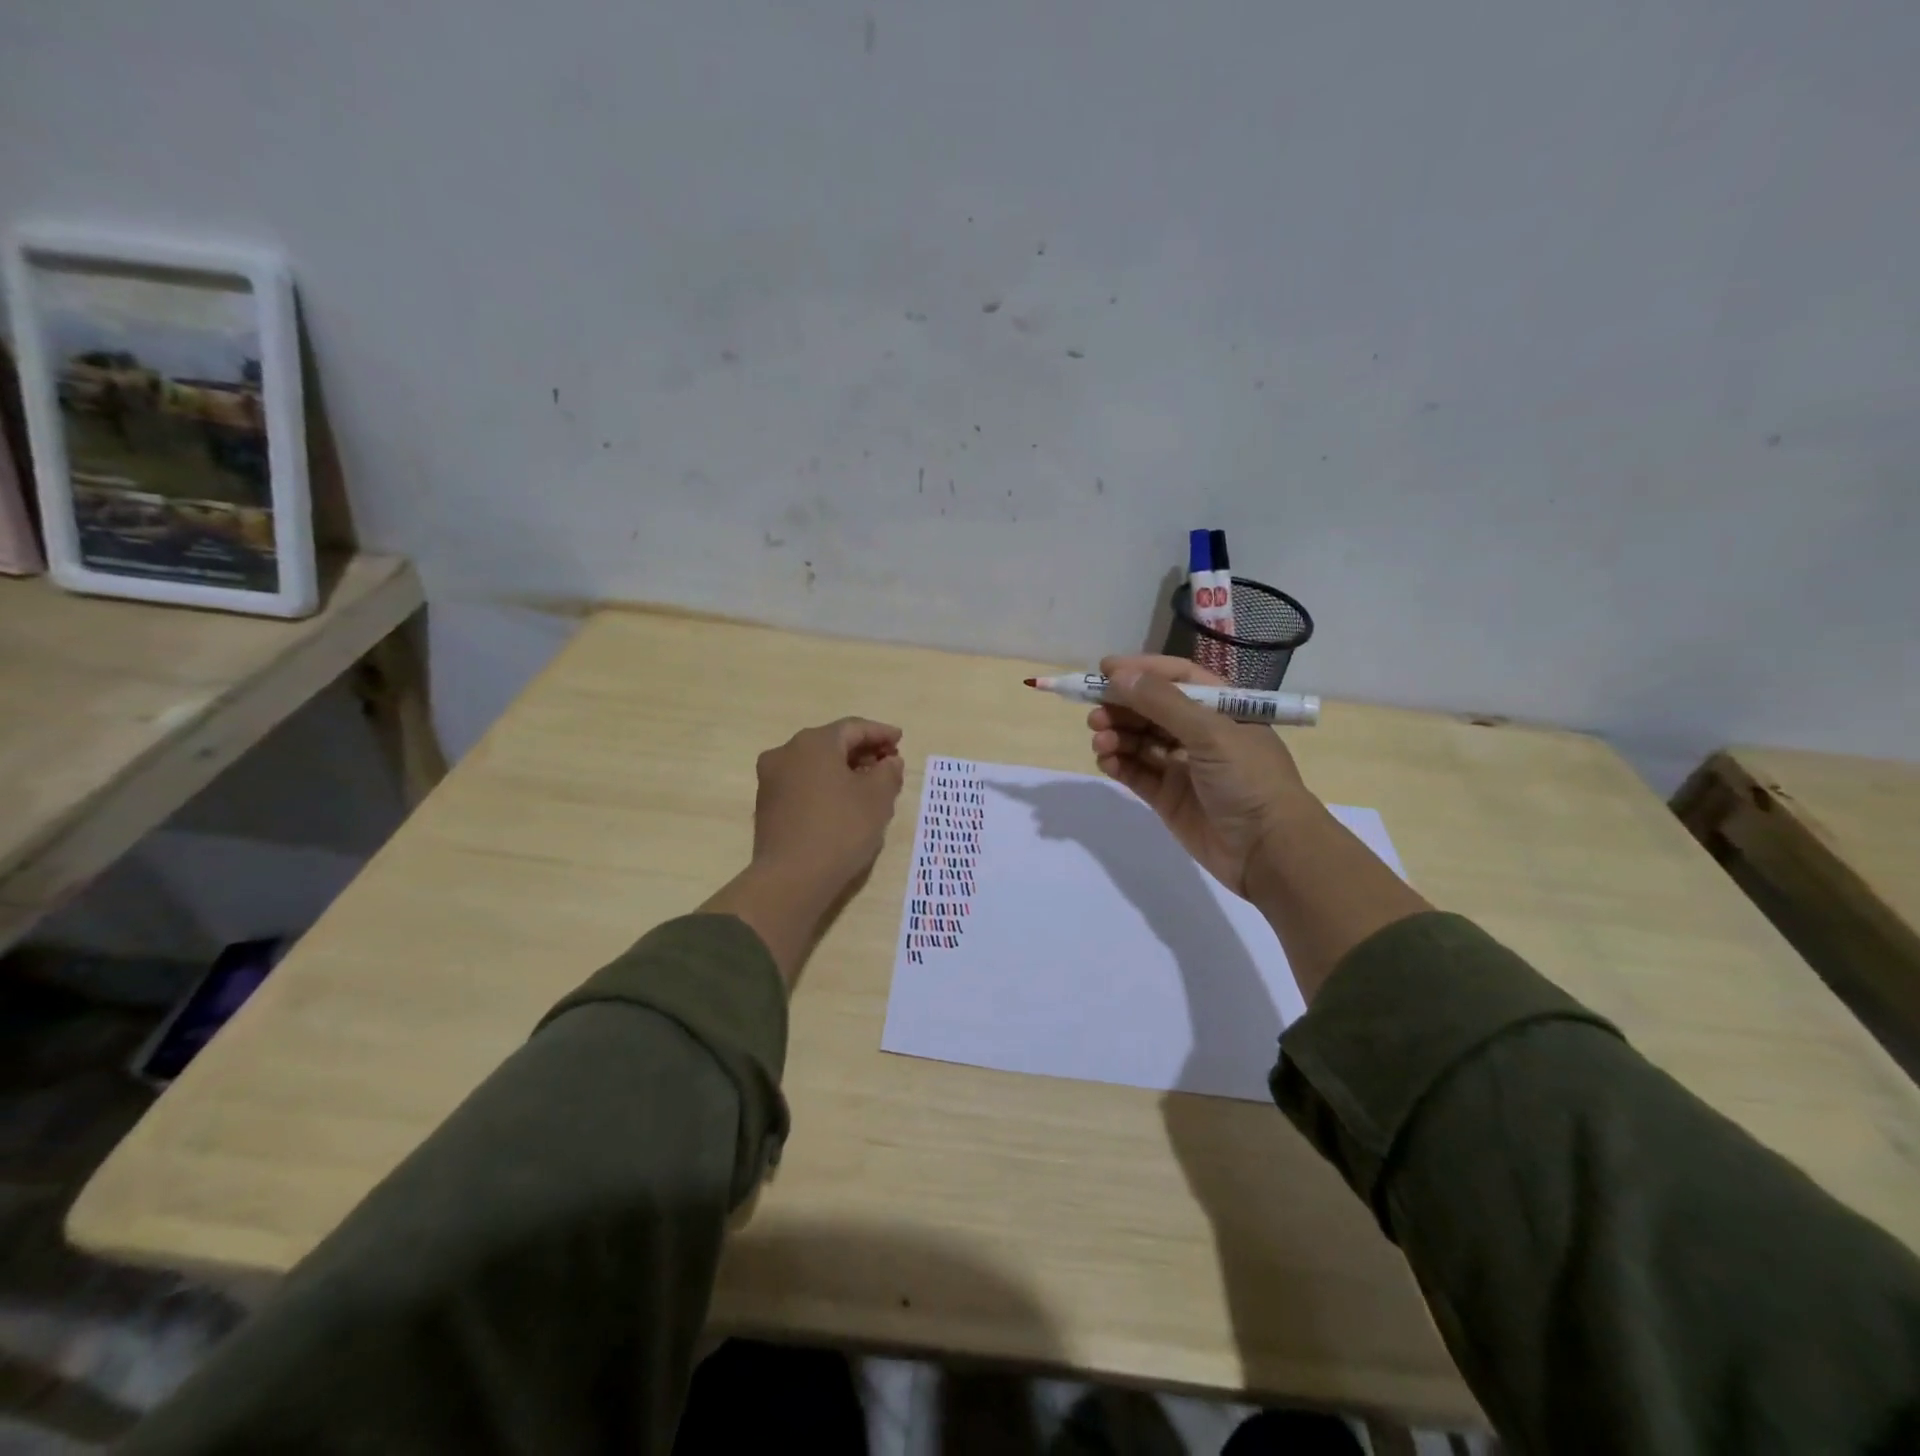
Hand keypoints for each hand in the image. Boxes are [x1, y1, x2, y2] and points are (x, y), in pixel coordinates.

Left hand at [703, 718, 905, 987]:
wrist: (790, 878)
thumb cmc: (840, 829)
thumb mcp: (877, 799)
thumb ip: (888, 772)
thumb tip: (889, 762)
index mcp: (814, 743)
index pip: (854, 728)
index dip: (881, 733)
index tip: (900, 740)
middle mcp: (787, 752)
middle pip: (832, 743)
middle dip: (862, 751)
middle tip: (888, 763)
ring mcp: (771, 778)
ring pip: (815, 764)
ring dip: (843, 769)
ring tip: (869, 784)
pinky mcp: (766, 804)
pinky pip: (803, 783)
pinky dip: (825, 784)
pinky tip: (843, 802)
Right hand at [1088, 654, 1311, 897]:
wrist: (1269, 850)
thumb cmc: (1249, 779)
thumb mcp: (1210, 733)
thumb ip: (1162, 703)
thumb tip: (1119, 675)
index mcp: (1222, 709)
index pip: (1177, 678)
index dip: (1142, 671)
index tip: (1104, 671)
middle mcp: (1202, 733)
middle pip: (1152, 710)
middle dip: (1122, 707)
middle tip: (1094, 713)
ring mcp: (1184, 767)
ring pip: (1140, 742)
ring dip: (1117, 736)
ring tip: (1100, 741)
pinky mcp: (1169, 798)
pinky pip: (1137, 773)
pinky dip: (1119, 764)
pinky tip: (1106, 761)